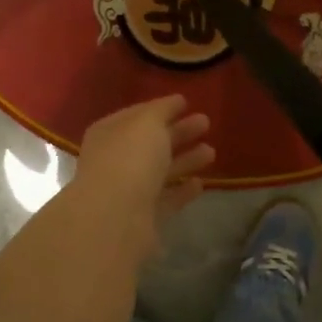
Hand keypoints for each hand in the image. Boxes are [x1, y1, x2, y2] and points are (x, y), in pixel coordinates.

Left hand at [67, 95, 213, 252]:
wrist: (115, 220)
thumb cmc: (129, 159)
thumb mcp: (147, 123)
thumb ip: (162, 109)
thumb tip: (175, 101)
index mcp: (109, 132)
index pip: (137, 115)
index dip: (161, 108)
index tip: (187, 102)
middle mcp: (115, 160)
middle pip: (150, 142)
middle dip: (178, 132)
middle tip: (206, 122)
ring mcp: (128, 190)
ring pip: (160, 171)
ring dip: (185, 160)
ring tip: (212, 151)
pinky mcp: (143, 218)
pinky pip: (166, 199)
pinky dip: (182, 191)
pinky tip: (200, 183)